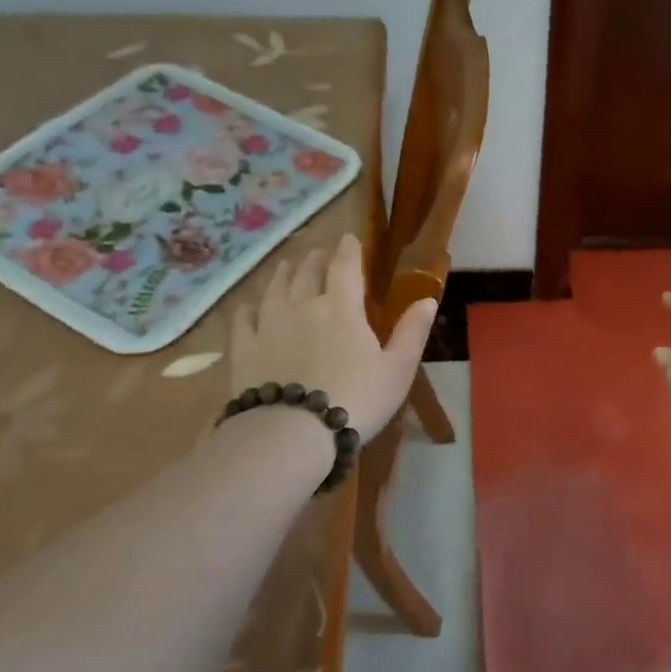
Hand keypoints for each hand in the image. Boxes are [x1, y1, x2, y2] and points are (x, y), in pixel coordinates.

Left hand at [227, 233, 436, 438]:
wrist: (293, 433)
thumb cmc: (357, 399)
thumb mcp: (398, 369)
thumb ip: (412, 332)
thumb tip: (428, 300)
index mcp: (342, 307)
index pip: (345, 266)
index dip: (348, 249)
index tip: (348, 238)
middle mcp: (303, 305)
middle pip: (308, 272)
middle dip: (316, 258)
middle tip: (319, 253)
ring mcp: (268, 323)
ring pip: (275, 287)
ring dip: (284, 273)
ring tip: (288, 266)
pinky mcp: (243, 347)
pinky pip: (243, 317)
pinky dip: (249, 307)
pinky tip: (250, 307)